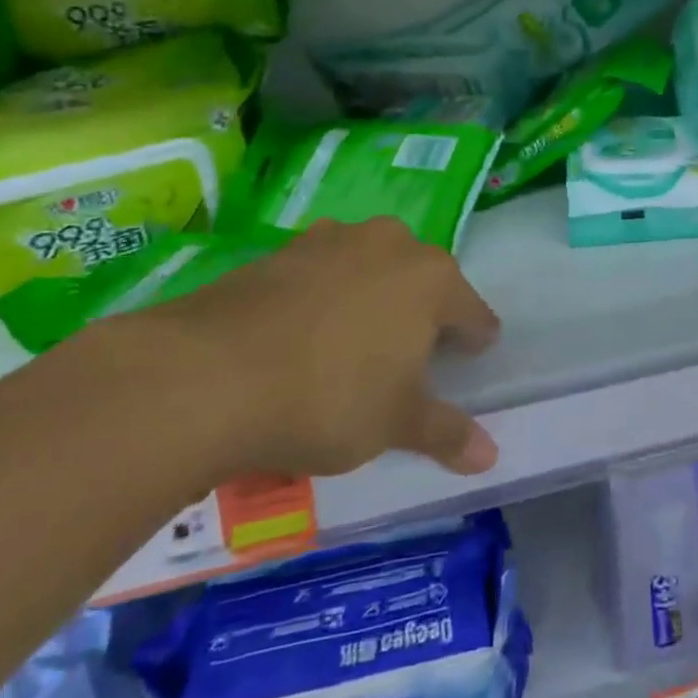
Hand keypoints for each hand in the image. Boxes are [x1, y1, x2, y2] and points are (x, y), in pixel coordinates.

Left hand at [105, 218, 500, 483]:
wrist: (206, 375)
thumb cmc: (329, 398)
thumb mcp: (395, 424)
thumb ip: (446, 433)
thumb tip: (490, 457)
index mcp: (433, 279)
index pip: (474, 312)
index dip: (474, 342)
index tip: (467, 364)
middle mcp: (390, 244)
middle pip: (424, 281)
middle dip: (422, 315)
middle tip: (407, 361)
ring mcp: (332, 240)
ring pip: (370, 269)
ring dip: (372, 299)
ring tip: (352, 346)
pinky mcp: (279, 251)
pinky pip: (321, 273)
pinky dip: (323, 298)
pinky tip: (300, 337)